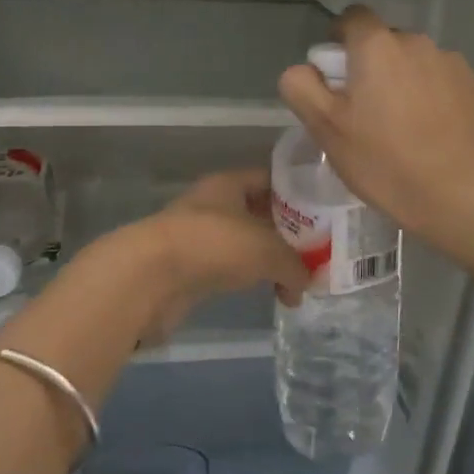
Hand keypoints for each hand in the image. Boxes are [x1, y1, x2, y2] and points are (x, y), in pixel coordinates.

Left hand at [94, 169, 308, 344]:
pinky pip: (230, 269)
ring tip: (297, 280)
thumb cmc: (213, 245)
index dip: (297, 192)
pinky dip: (250, 279)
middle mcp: (213, 205)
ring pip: (245, 244)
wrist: (150, 278)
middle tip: (317, 251)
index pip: (270, 179)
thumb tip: (305, 283)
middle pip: (259, 213)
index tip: (323, 212)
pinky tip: (270, 294)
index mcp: (229, 184)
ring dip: (269, 260)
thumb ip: (294, 264)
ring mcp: (199, 237)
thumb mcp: (267, 250)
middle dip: (287, 232)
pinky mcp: (190, 269)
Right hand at [278, 6, 473, 242]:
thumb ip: (302, 87)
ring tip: (405, 125)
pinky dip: (437, 96)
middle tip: (367, 110)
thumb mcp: (325, 129)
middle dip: (375, 66)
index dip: (340, 38)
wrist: (455, 194)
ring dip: (408, 81)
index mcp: (377, 47)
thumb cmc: (382, 161)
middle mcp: (418, 43)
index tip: (337, 73)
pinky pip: (446, 82)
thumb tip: (303, 69)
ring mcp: (454, 63)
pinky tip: (434, 132)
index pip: (353, 17)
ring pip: (419, 62)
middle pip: (387, 42)